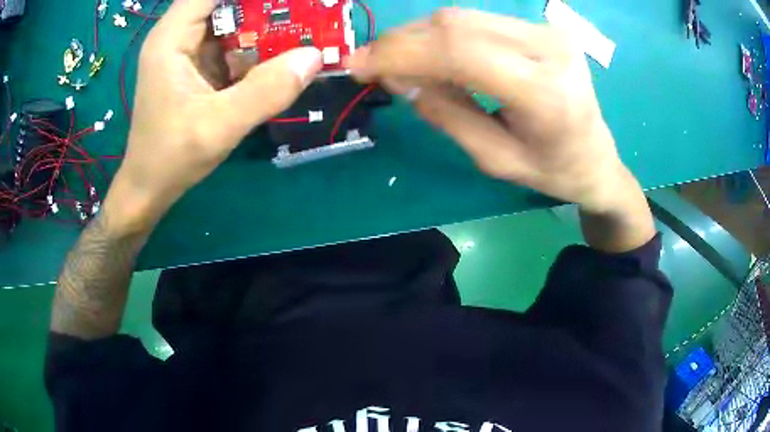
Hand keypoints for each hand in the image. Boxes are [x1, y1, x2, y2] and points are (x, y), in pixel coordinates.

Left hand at [109, 0, 322, 226]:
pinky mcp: (198, 66)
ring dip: (266, 23)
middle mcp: (178, 36)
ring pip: (232, 20)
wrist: (150, 188)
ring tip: (303, 26)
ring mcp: (189, 51)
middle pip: (227, 3)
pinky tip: (283, 53)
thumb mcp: (219, 126)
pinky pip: (233, 44)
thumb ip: (266, 91)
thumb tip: (315, 57)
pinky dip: (258, 46)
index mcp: (172, 38)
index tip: (288, 1)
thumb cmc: (171, 158)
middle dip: (266, 6)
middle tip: (306, 11)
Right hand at [345, 8, 629, 212]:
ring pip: (463, 17)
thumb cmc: (552, 171)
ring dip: (421, 36)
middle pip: (457, 24)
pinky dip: (445, 35)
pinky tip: (434, 55)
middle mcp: (550, 49)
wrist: (597, 158)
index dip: (400, 52)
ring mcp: (548, 31)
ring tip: (400, 63)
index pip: (460, 52)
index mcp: (545, 94)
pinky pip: (479, 21)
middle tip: (370, 63)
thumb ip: (446, 112)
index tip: (357, 64)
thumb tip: (398, 77)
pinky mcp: (543, 27)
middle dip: (403, 41)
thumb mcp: (495, 159)